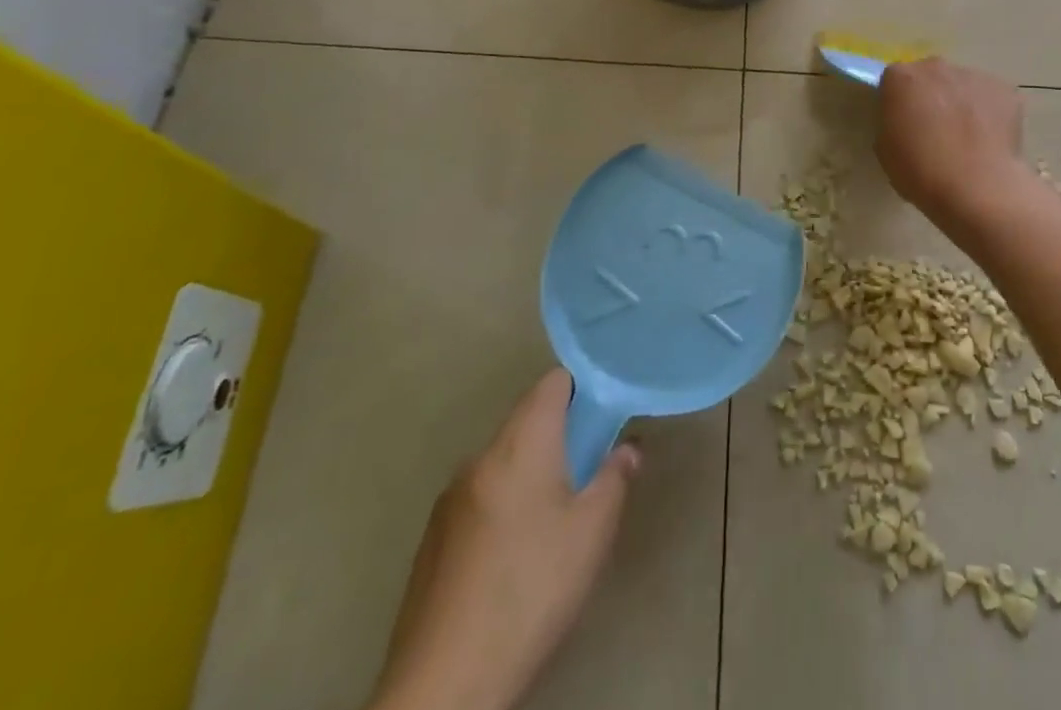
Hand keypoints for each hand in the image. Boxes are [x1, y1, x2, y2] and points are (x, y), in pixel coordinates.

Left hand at [372, 370, 640, 709]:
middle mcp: (480, 457)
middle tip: (590, 469)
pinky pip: (480, 498)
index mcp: (520, 443)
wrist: (443, 686)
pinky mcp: (432, 540)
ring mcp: (450, 499)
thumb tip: (628, 447)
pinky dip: (504, 505)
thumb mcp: (592, 532)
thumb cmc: (530, 590)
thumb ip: (615, 477)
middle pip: (527, 421)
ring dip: (532, 472)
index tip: (605, 412)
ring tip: (556, 519)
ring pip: (503, 462)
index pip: (552, 382)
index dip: (582, 387)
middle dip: (561, 435)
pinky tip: (515, 557)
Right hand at [876, 58, 1028, 224]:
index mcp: (901, 78)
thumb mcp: (886, 149)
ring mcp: (974, 76)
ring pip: (963, 86)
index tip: (904, 124)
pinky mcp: (1005, 90)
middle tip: (935, 130)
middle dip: (931, 96)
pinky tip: (989, 141)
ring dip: (961, 104)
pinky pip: (991, 98)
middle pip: (931, 76)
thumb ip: (893, 122)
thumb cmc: (921, 171)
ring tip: (967, 139)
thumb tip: (908, 120)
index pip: (895, 81)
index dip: (900, 102)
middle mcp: (937, 67)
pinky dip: (989, 113)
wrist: (976, 187)